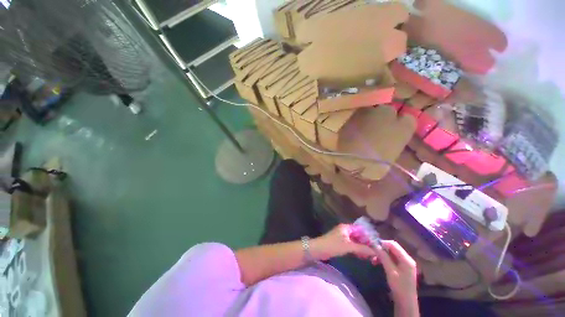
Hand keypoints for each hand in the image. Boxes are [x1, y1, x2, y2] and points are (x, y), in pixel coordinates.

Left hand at [311, 224, 377, 260]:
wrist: (318, 249)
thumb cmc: (333, 245)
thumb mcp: (348, 246)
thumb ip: (362, 248)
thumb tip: (376, 251)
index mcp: (346, 227)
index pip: (361, 229)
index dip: (369, 236)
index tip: (377, 244)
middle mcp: (345, 230)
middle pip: (358, 235)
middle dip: (366, 243)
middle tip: (375, 253)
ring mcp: (342, 237)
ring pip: (355, 241)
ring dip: (362, 247)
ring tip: (370, 256)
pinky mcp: (340, 243)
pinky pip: (351, 245)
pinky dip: (356, 250)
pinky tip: (362, 256)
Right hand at [374, 241, 418, 315]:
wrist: (406, 302)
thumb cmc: (399, 286)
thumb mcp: (390, 271)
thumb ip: (383, 257)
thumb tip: (375, 245)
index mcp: (406, 259)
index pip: (393, 244)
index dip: (382, 243)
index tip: (372, 245)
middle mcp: (407, 258)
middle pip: (392, 248)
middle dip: (381, 249)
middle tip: (372, 252)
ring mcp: (405, 263)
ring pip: (391, 253)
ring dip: (382, 254)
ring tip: (373, 259)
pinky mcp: (402, 268)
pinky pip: (392, 259)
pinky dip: (384, 259)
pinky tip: (377, 262)